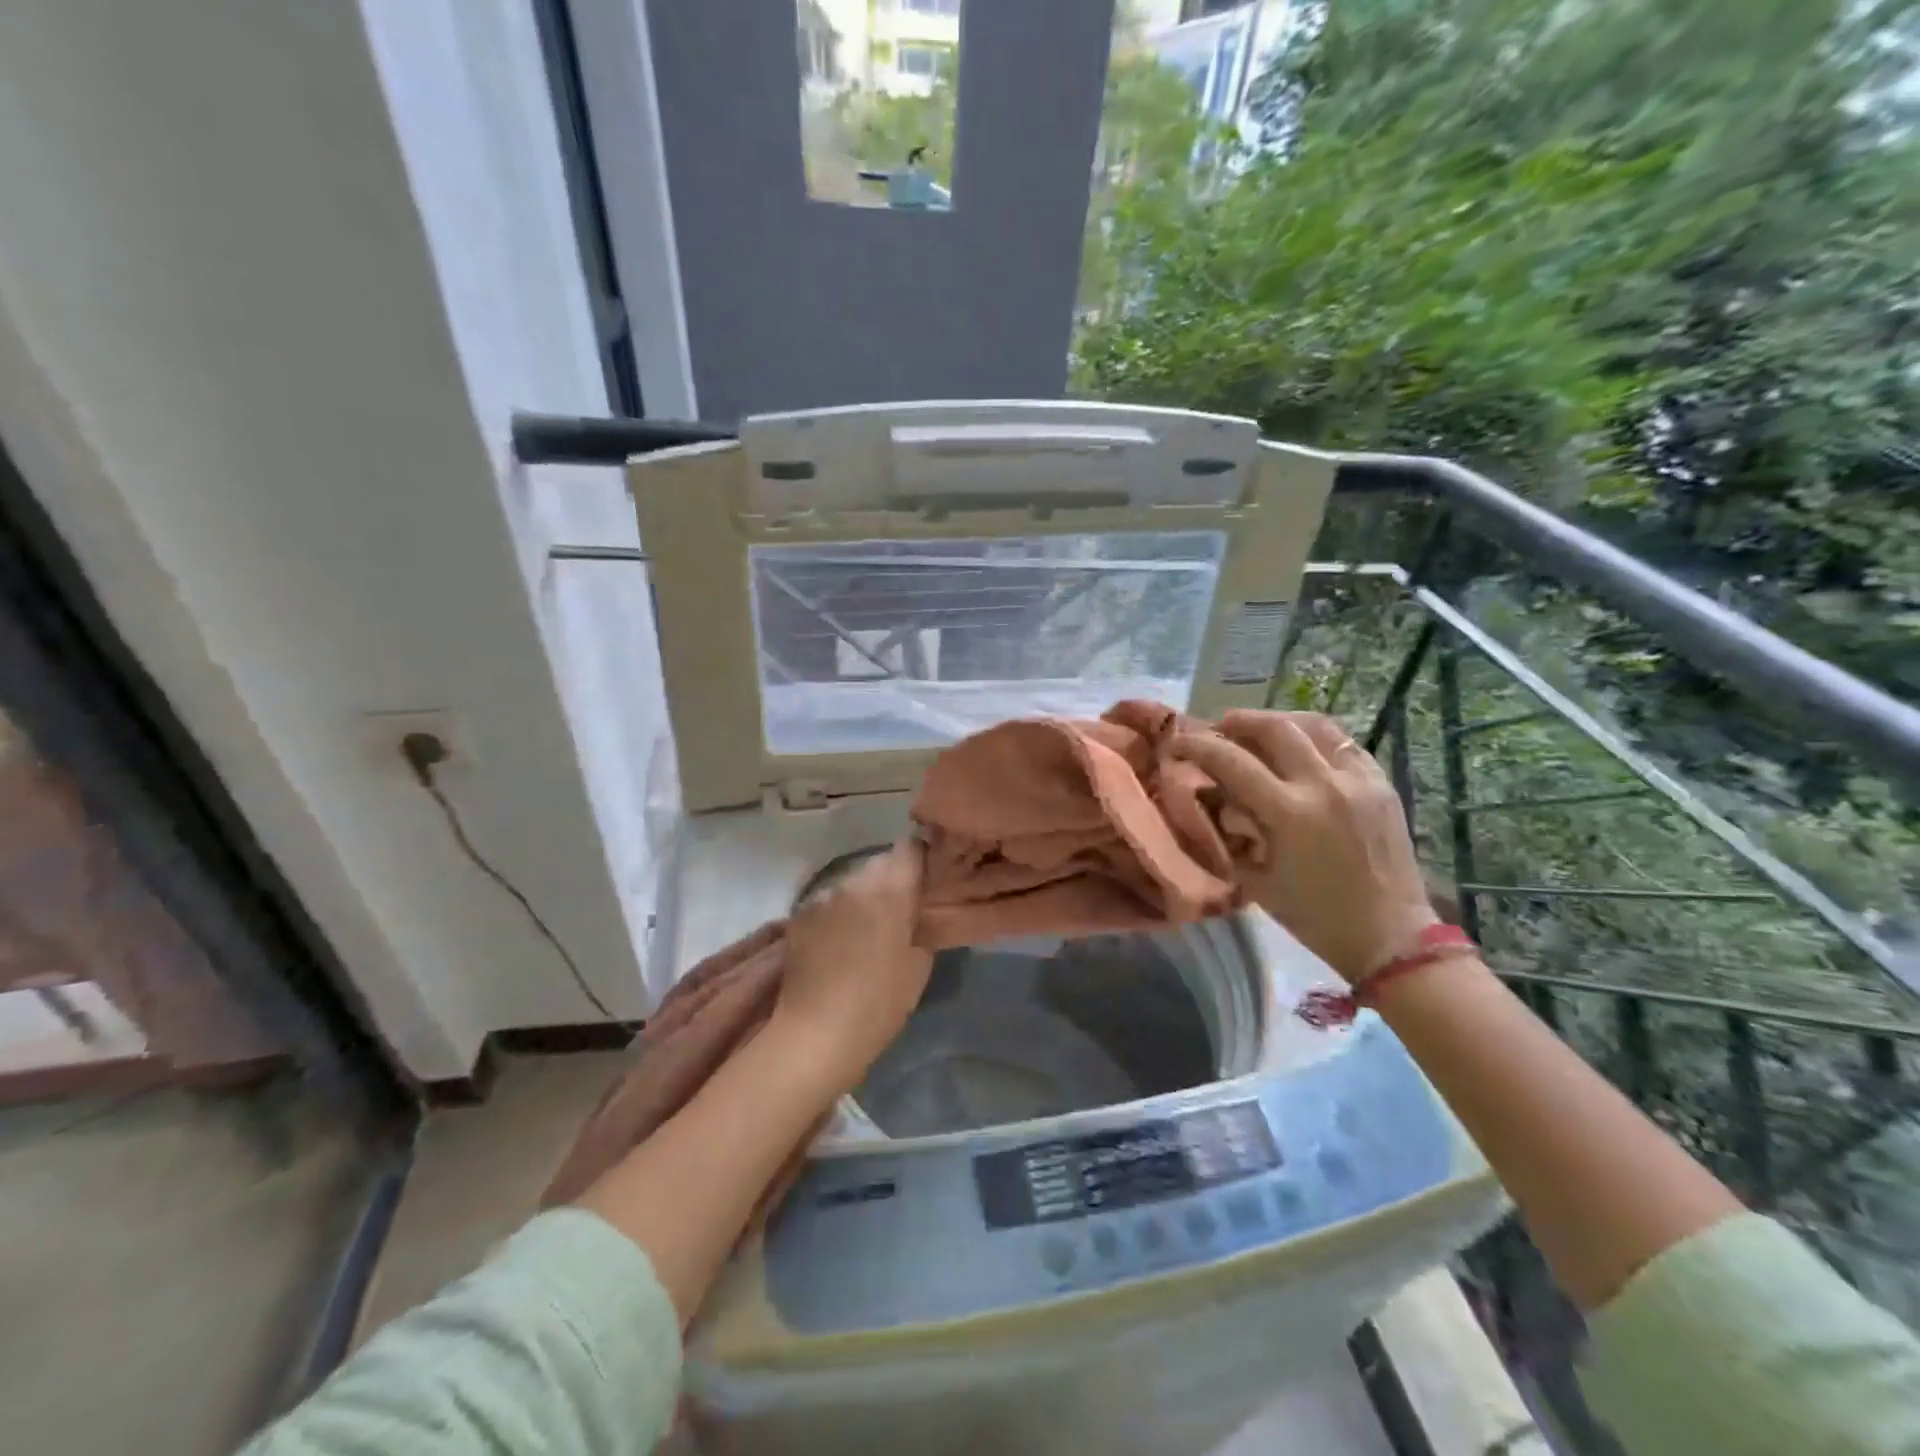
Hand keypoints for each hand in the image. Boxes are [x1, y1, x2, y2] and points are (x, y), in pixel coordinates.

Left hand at [772, 841, 932, 1094]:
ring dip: (863, 895)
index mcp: (890, 889)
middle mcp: (854, 881)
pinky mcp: (799, 914)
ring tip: (867, 927)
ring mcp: (822, 895)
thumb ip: (921, 926)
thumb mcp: (919, 965)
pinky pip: (828, 901)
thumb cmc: (879, 1003)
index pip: (911, 849)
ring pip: (852, 881)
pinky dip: (838, 912)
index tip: (927, 879)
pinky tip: (839, 941)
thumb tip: (916, 913)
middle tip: (901, 908)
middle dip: (892, 879)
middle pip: (880, 863)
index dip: (921, 860)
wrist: (815, 1033)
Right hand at [1172, 710, 1436, 984]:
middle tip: (1218, 728)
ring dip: (1278, 721)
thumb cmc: (1314, 917)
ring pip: (1313, 724)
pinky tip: (1301, 748)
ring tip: (1259, 730)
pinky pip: (1343, 743)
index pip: (1231, 761)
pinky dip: (1314, 737)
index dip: (1197, 745)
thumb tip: (1211, 798)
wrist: (1391, 937)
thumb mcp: (1256, 880)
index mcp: (1290, 814)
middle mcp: (1324, 785)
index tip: (1177, 743)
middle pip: (1274, 727)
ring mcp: (1358, 780)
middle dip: (1238, 721)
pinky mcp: (1381, 783)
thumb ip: (1230, 833)